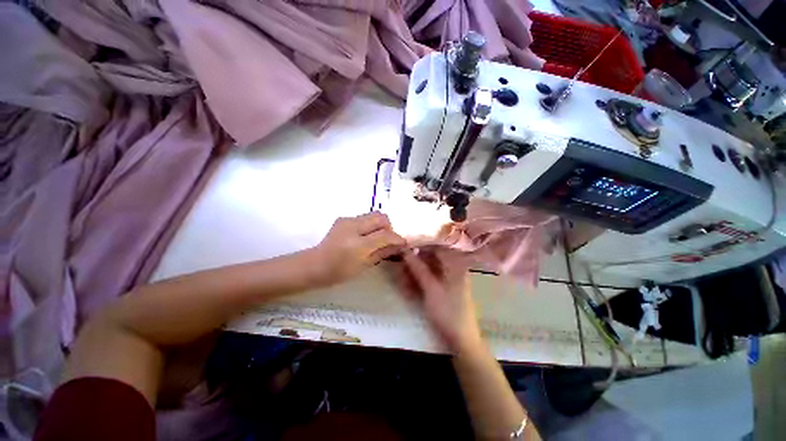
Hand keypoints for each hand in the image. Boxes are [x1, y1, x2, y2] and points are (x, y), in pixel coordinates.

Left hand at [311, 212, 404, 285]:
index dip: (397, 237)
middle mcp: (352, 227)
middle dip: (389, 227)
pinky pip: (364, 217)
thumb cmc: (340, 271)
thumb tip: (399, 245)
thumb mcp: (364, 265)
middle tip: (388, 239)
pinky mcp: (343, 218)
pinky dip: (370, 225)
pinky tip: (365, 236)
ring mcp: (347, 220)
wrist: (315, 264)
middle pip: (380, 217)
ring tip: (376, 237)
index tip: (403, 243)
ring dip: (380, 225)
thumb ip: (383, 252)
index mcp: (357, 244)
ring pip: (373, 214)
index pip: (384, 234)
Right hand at [395, 248, 481, 352]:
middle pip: (431, 258)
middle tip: (400, 263)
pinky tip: (408, 285)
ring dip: (414, 272)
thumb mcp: (430, 288)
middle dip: (415, 261)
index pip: (436, 247)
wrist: (461, 339)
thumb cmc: (447, 310)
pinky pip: (430, 279)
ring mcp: (448, 279)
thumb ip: (418, 268)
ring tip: (401, 276)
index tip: (404, 245)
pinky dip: (419, 281)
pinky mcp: (444, 288)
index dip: (420, 245)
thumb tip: (405, 250)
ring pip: (428, 269)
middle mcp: (453, 268)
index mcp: (455, 264)